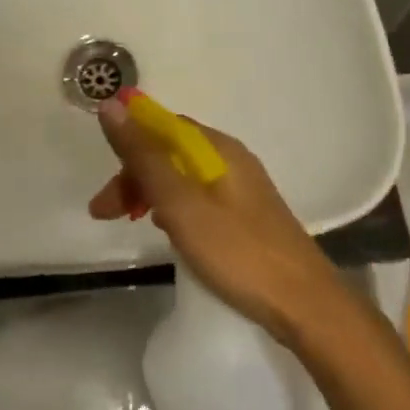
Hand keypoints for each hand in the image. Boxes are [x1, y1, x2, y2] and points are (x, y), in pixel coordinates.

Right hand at [88, 100, 343, 342]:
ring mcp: (242, 188)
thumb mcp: (181, 203)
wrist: (306, 306)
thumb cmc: (238, 251)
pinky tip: (167, 232)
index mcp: (217, 148)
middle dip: (133, 175)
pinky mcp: (246, 217)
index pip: (162, 127)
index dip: (128, 145)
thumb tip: (111, 104)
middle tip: (105, 213)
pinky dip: (173, 208)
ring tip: (130, 222)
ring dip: (150, 192)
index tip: (104, 181)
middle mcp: (230, 159)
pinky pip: (198, 198)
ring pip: (182, 177)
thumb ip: (145, 156)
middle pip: (170, 152)